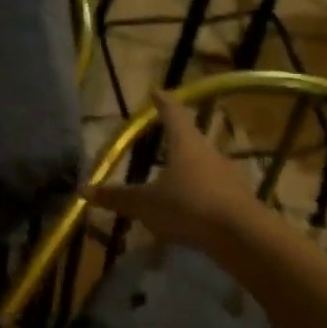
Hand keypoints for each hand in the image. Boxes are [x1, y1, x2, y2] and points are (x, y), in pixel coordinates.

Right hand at [86, 90, 262, 254]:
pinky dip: (197, 194)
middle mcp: (208, 153)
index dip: (163, 103)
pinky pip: (210, 190)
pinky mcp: (236, 199)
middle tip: (162, 137)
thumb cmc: (188, 207)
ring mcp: (226, 175)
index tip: (157, 92)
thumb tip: (85, 190)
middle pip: (190, 139)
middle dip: (176, 138)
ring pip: (202, 165)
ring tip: (170, 178)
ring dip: (186, 169)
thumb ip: (118, 197)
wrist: (242, 236)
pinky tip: (187, 210)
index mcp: (185, 144)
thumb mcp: (146, 204)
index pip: (173, 114)